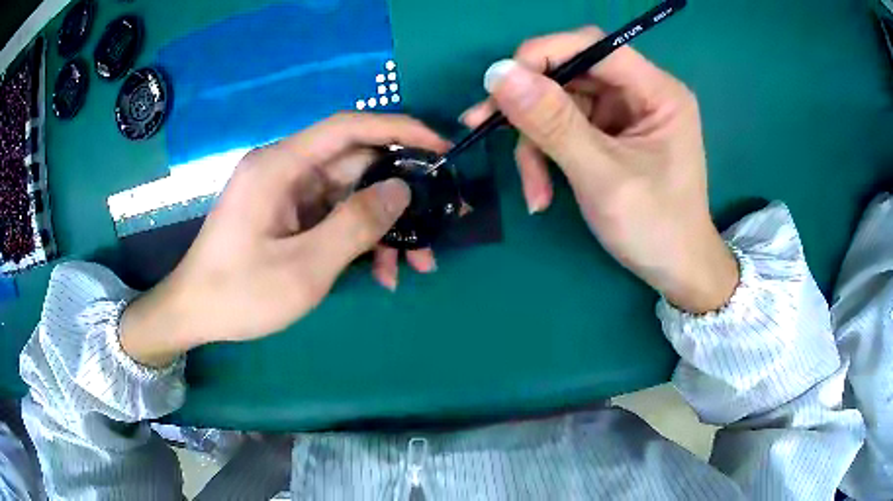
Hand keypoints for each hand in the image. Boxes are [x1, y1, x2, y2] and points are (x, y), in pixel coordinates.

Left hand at [121, 113, 449, 366]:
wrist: (194, 313)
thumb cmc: (240, 293)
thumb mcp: (304, 267)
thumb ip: (356, 225)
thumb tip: (402, 190)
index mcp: (280, 166)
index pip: (348, 127)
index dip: (399, 129)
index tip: (441, 147)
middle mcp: (285, 170)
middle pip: (355, 165)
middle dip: (400, 196)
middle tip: (439, 223)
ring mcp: (287, 193)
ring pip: (350, 195)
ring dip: (384, 227)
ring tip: (414, 265)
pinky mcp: (288, 215)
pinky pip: (334, 216)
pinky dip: (359, 239)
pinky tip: (381, 272)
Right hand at [462, 27, 737, 312]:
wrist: (675, 271)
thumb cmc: (654, 228)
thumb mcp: (602, 176)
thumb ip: (553, 123)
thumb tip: (499, 74)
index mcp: (657, 91)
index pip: (593, 46)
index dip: (543, 54)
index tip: (499, 83)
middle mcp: (640, 93)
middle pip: (571, 74)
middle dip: (530, 107)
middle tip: (483, 126)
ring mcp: (624, 114)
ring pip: (560, 104)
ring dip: (535, 144)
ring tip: (533, 189)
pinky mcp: (610, 135)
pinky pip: (564, 129)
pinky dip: (546, 157)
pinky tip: (541, 191)